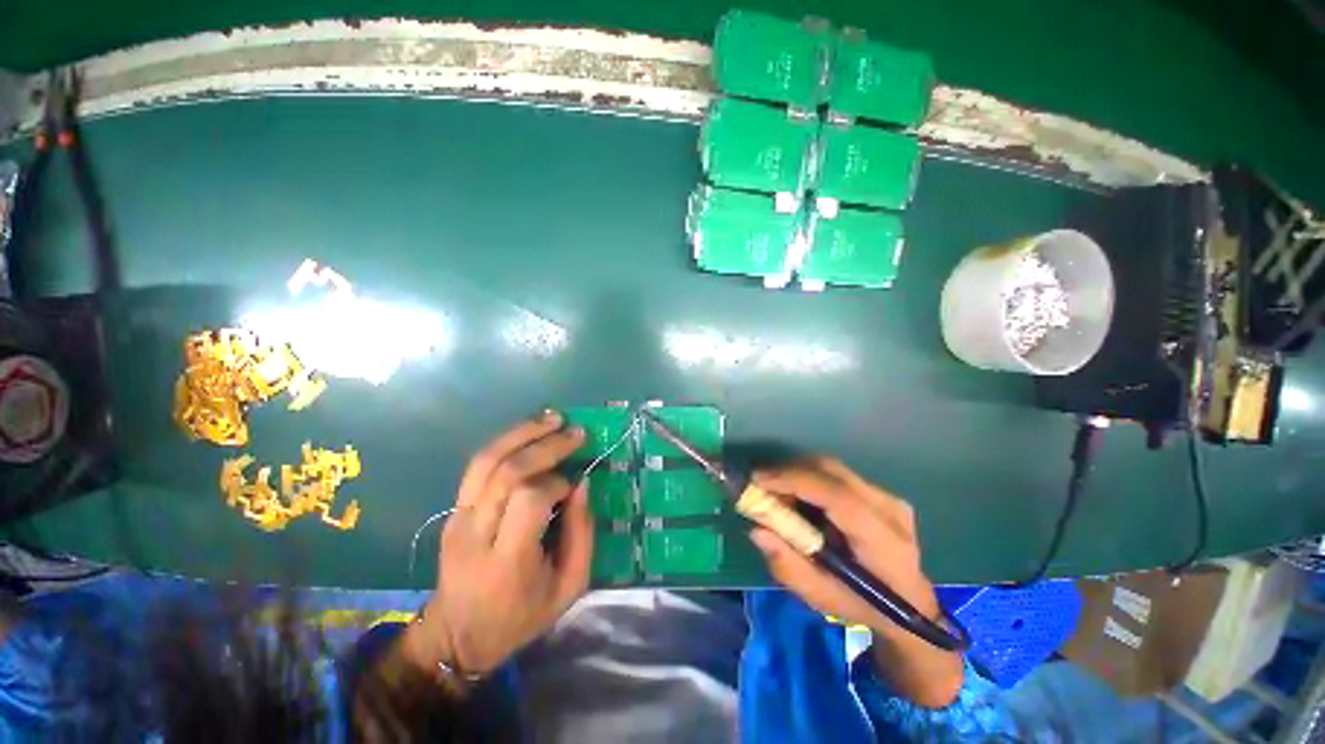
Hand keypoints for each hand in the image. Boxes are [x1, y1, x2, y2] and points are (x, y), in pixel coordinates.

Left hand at [407, 412, 592, 677]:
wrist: (457, 636)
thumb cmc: (521, 617)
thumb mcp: (568, 588)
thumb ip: (581, 534)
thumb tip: (582, 485)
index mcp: (507, 560)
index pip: (529, 500)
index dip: (557, 483)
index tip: (574, 485)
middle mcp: (476, 534)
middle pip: (508, 473)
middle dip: (545, 446)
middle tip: (575, 432)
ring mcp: (458, 519)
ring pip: (486, 461)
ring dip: (522, 433)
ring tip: (553, 418)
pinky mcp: (452, 511)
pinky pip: (477, 466)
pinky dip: (505, 442)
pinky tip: (528, 431)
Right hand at [749, 457, 963, 707]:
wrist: (910, 606)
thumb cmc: (864, 607)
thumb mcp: (822, 598)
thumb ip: (788, 566)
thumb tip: (757, 530)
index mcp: (884, 542)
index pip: (838, 497)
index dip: (795, 482)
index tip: (758, 481)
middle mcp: (890, 509)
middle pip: (832, 472)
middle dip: (789, 473)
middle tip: (760, 487)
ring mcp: (888, 497)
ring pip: (832, 468)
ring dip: (797, 474)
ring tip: (777, 495)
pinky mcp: (880, 492)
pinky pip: (836, 475)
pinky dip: (809, 479)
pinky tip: (798, 498)